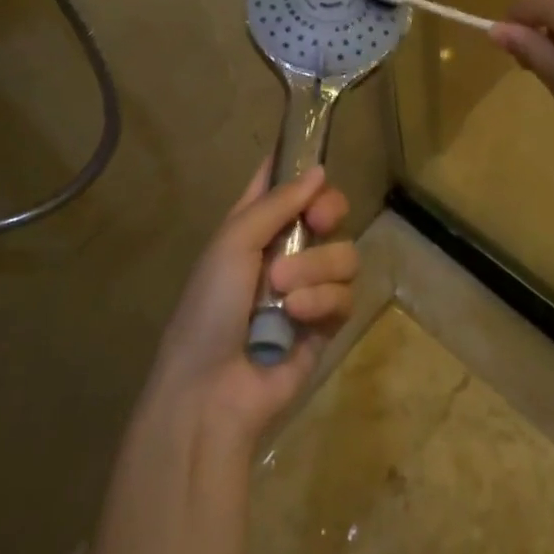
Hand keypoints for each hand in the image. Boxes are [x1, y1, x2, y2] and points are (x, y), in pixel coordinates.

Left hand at [146, 161, 357, 449]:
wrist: (210, 390)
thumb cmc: (209, 307)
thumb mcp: (233, 242)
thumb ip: (277, 203)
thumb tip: (319, 170)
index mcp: (255, 227)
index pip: (282, 184)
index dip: (300, 168)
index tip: (315, 163)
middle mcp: (285, 250)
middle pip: (329, 211)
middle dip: (329, 211)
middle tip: (318, 221)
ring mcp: (309, 287)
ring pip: (343, 254)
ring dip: (316, 268)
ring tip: (284, 292)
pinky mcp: (326, 323)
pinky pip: (345, 295)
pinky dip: (322, 302)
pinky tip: (297, 316)